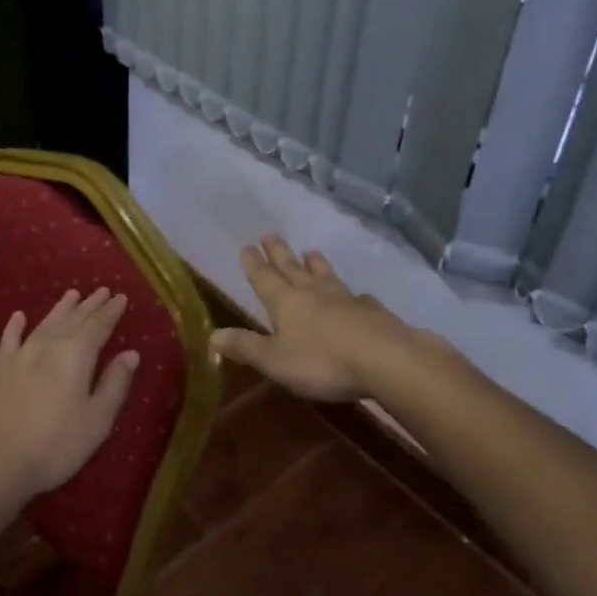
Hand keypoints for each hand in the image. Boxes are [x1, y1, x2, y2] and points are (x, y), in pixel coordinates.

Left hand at [0, 287, 140, 508]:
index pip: (98, 325)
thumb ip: (115, 383)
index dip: (111, 311)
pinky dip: (15, 326)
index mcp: (76, 355)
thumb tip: (130, 353)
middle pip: (73, 319)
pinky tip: (19, 316)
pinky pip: (9, 340)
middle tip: (102, 291)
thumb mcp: (97, 419)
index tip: (121, 297)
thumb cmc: (56, 444)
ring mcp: (19, 356)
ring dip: (60, 309)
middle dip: (89, 305)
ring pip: (45, 323)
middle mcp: (48, 346)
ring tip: (72, 294)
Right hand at [210, 237, 411, 401]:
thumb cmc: (322, 361)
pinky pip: (356, 296)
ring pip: (325, 275)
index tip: (246, 246)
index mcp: (286, 302)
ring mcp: (346, 298)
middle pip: (292, 268)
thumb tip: (212, 334)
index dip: (253, 264)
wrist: (384, 358)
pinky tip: (356, 294)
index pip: (264, 278)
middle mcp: (314, 292)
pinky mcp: (372, 311)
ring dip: (315, 263)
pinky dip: (351, 292)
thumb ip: (245, 346)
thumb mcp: (274, 360)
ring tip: (310, 250)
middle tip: (270, 234)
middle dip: (279, 253)